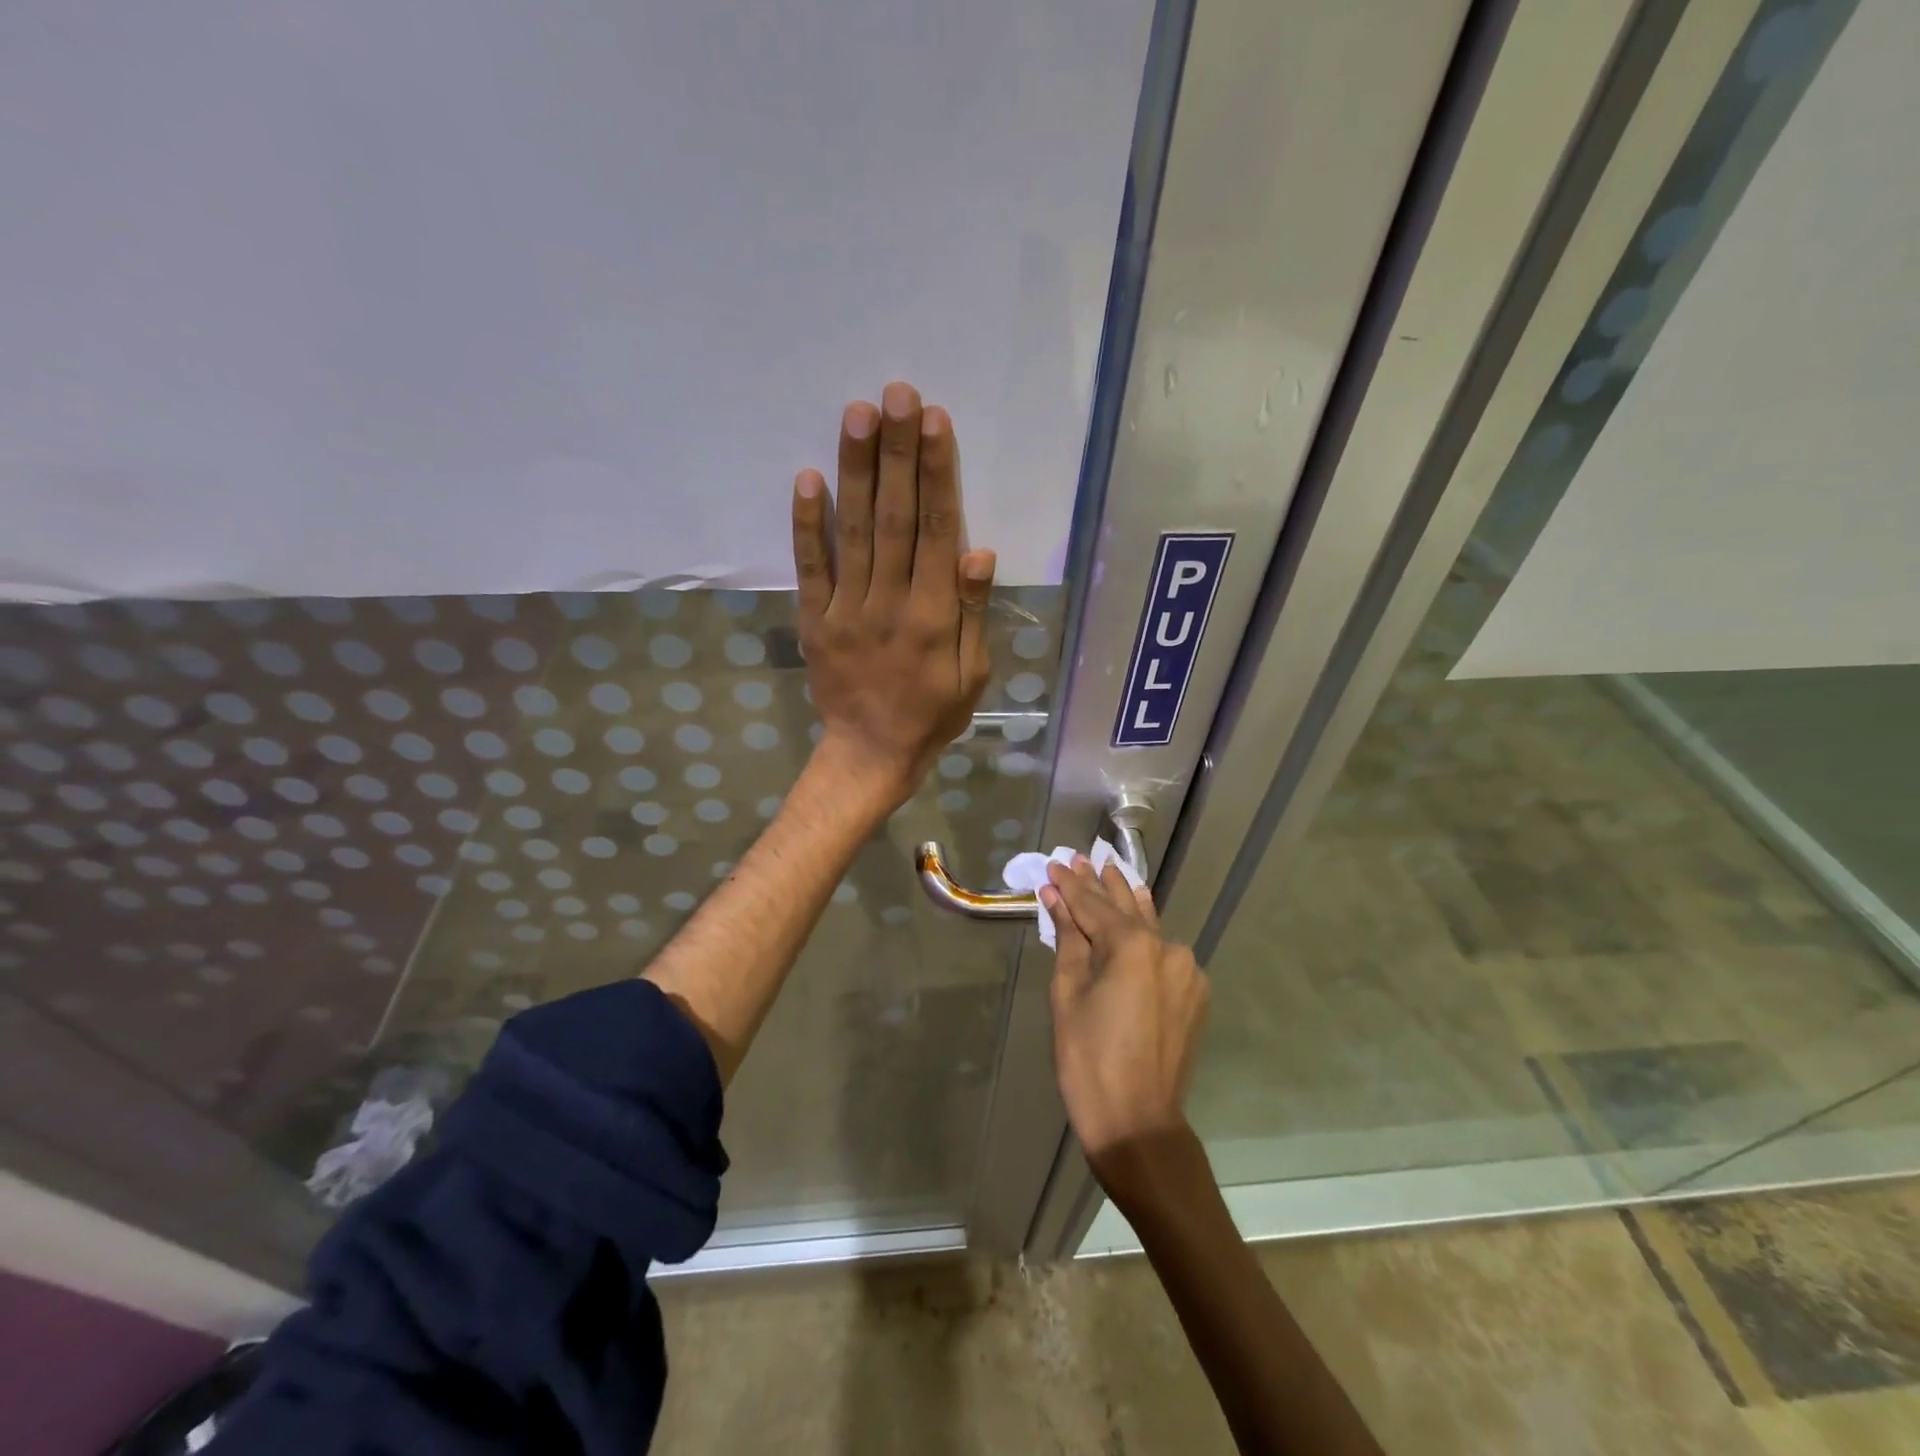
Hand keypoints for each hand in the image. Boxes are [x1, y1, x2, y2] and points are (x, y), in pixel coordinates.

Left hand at [792, 382, 995, 807]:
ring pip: (853, 531)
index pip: (938, 531)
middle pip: (895, 517)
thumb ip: (974, 613)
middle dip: (897, 453)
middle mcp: (890, 602)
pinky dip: (807, 524)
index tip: (934, 422)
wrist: (871, 754)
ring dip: (856, 471)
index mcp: (934, 616)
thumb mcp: (972, 675)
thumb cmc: (932, 715)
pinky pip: (809, 567)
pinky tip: (808, 478)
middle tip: (896, 394)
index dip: (937, 474)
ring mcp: (846, 609)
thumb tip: (979, 552)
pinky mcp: (814, 620)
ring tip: (858, 415)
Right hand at [1042, 857, 1210, 1180]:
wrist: (1138, 1122)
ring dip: (1127, 902)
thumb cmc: (1088, 1058)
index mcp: (1131, 944)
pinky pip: (1164, 952)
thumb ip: (1067, 938)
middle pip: (1126, 906)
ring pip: (1150, 926)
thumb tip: (1057, 897)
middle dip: (1100, 883)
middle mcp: (1166, 946)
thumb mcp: (1067, 993)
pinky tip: (1135, 921)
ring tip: (1111, 873)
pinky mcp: (1195, 992)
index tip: (1056, 863)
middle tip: (1081, 858)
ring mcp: (1187, 969)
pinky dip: (1145, 935)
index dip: (1071, 883)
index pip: (1093, 903)